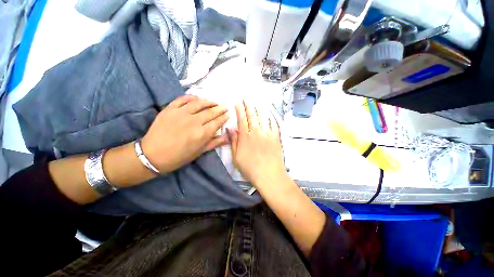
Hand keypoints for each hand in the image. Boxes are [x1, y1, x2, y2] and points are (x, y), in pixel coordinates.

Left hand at [141, 95, 228, 172]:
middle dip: (220, 109)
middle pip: (211, 112)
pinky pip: (183, 99)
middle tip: (225, 106)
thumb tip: (228, 137)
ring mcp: (181, 113)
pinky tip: (198, 98)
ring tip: (214, 102)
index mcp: (202, 134)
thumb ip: (214, 143)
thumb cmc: (179, 157)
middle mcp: (194, 121)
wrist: (152, 155)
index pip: (217, 122)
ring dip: (209, 102)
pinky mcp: (170, 109)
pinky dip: (192, 97)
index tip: (228, 113)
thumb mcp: (199, 152)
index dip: (224, 117)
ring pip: (199, 103)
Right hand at [227, 101, 286, 187]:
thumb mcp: (236, 157)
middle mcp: (256, 132)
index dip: (240, 110)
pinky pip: (273, 124)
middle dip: (248, 106)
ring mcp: (267, 133)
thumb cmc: (250, 168)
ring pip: (263, 117)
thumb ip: (233, 141)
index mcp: (245, 136)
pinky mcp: (276, 137)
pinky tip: (269, 113)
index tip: (238, 103)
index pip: (242, 119)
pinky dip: (271, 117)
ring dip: (259, 109)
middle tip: (246, 99)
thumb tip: (229, 129)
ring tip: (257, 103)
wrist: (269, 175)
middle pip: (252, 116)